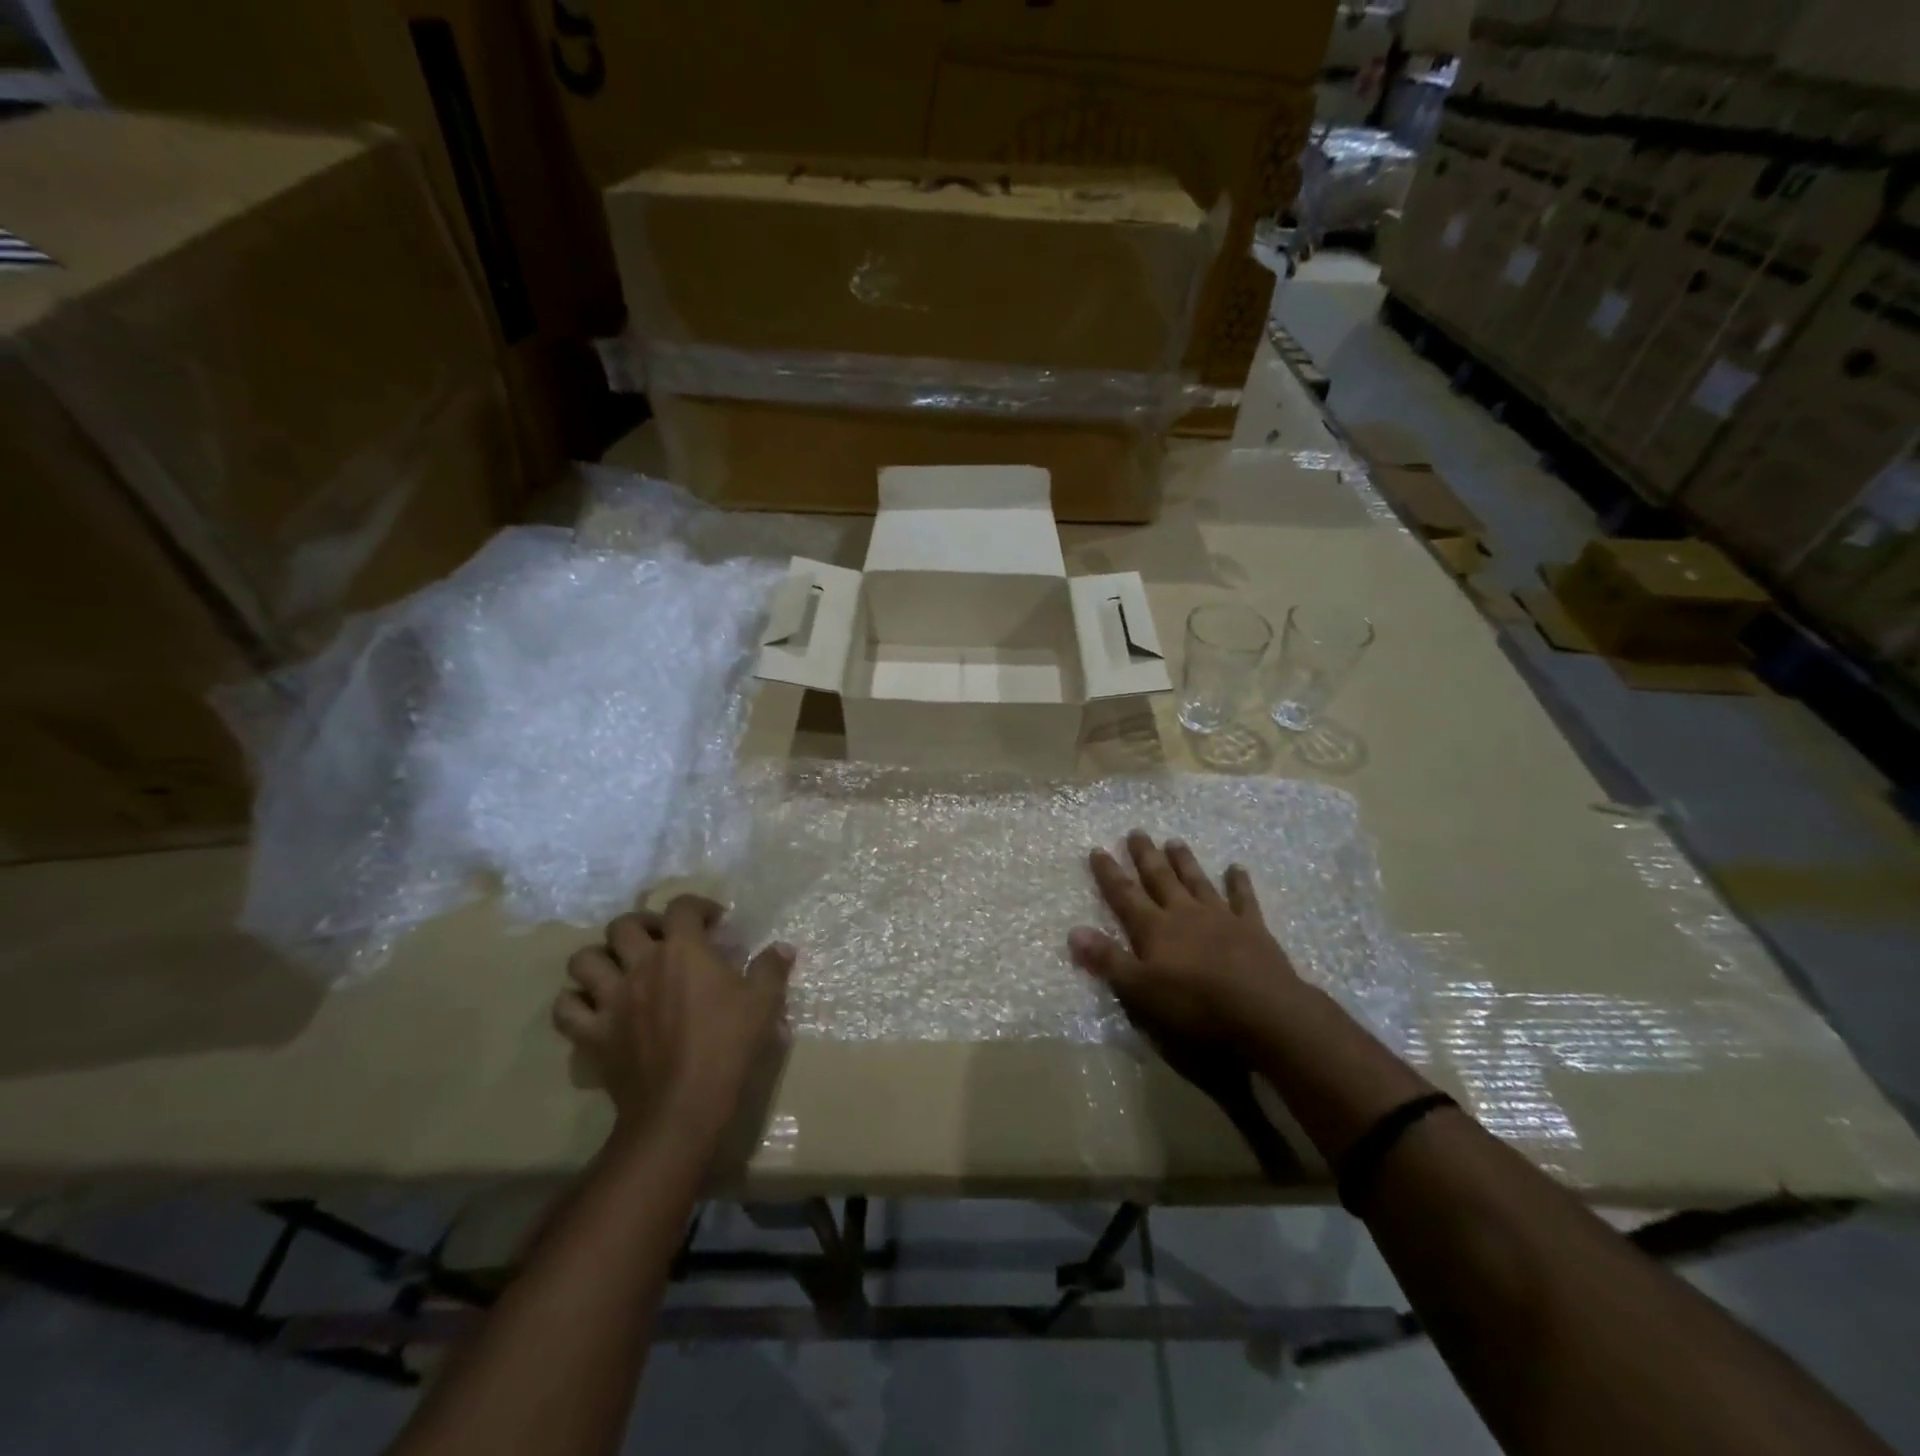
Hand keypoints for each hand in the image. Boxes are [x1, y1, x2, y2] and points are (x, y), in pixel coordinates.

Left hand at [553, 895, 794, 1146]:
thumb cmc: (726, 1046)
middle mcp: (640, 965)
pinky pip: (564, 1009)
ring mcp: (610, 1000)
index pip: (682, 907)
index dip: (698, 906)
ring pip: (583, 960)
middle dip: (642, 925)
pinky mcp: (592, 1034)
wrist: (682, 1106)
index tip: (714, 922)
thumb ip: (771, 968)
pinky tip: (594, 1007)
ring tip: (620, 968)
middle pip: (622, 925)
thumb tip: (782, 948)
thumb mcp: (763, 1003)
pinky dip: (575, 1003)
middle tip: (661, 941)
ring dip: (600, 958)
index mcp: (682, 951)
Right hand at [1069, 831, 1303, 1053]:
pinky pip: (1243, 899)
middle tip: (1136, 832)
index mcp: (1155, 929)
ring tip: (1174, 841)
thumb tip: (1073, 931)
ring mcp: (1221, 918)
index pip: (1125, 895)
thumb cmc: (1196, 1007)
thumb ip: (1108, 960)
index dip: (1109, 873)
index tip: (1097, 849)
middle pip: (1160, 879)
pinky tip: (1237, 868)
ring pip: (1197, 881)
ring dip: (1184, 862)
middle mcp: (1184, 914)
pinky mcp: (1253, 929)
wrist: (1264, 1012)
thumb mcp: (1141, 991)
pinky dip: (1239, 883)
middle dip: (1145, 856)